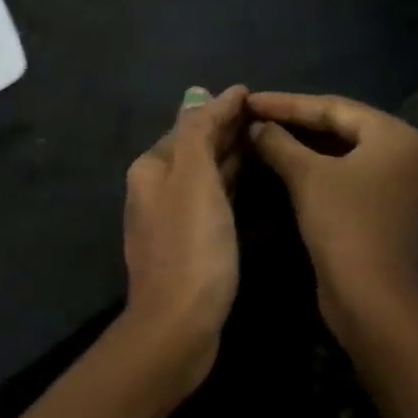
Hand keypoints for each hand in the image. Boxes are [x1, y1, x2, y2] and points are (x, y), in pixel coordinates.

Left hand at [121, 85, 248, 387]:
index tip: (253, 94)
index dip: (221, 108)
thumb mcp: (194, 178)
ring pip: (203, 174)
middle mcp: (154, 188)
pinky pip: (210, 199)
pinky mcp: (187, 243)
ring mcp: (170, 218)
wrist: (178, 323)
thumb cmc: (191, 245)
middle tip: (266, 114)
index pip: (190, 124)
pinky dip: (227, 183)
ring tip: (263, 138)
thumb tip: (205, 94)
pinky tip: (248, 180)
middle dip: (225, 129)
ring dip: (228, 155)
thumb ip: (198, 132)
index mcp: (151, 168)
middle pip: (194, 148)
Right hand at [247, 91, 417, 324]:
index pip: (331, 107)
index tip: (248, 99)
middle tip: (250, 115)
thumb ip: (278, 143)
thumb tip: (256, 126)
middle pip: (337, 126)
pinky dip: (308, 167)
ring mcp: (389, 182)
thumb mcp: (307, 177)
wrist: (370, 300)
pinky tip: (276, 162)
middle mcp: (398, 152)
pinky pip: (338, 174)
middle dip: (292, 121)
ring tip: (257, 134)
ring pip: (336, 151)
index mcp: (393, 135)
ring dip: (297, 144)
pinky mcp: (375, 206)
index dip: (285, 103)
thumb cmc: (344, 226)